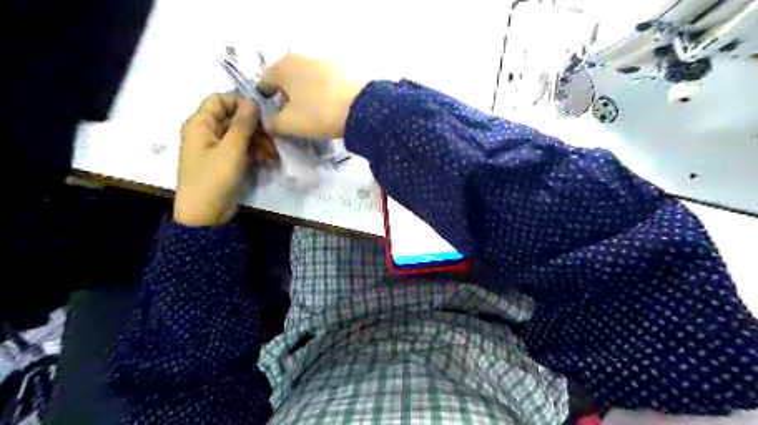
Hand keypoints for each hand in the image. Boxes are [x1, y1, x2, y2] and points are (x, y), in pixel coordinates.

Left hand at [174, 91, 277, 225]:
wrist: (206, 214)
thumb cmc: (214, 178)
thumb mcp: (231, 149)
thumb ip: (243, 123)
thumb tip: (252, 100)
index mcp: (201, 124)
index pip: (221, 100)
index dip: (242, 103)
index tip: (264, 114)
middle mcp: (208, 132)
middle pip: (234, 118)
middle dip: (255, 126)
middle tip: (274, 137)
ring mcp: (218, 148)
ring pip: (241, 135)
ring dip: (259, 141)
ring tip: (273, 154)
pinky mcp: (227, 162)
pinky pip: (242, 149)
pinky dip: (255, 152)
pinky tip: (268, 160)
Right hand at [258, 53, 363, 138]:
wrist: (360, 109)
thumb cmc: (318, 114)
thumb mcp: (289, 124)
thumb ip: (272, 123)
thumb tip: (267, 122)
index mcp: (281, 66)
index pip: (262, 84)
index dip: (263, 103)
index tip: (270, 119)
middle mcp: (299, 58)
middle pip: (284, 81)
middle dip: (284, 98)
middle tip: (290, 118)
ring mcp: (321, 62)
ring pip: (303, 80)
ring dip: (302, 95)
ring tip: (309, 115)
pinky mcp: (338, 70)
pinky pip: (320, 83)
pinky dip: (317, 93)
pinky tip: (324, 108)